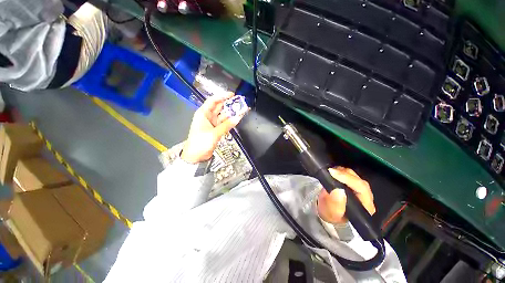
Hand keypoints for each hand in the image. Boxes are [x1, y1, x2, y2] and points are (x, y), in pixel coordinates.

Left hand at [181, 92, 246, 163]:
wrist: (196, 156)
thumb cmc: (201, 142)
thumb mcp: (214, 133)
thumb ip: (226, 126)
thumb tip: (238, 118)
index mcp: (203, 113)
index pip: (213, 101)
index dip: (222, 96)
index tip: (232, 95)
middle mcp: (208, 116)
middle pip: (219, 107)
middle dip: (229, 104)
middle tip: (240, 102)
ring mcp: (213, 123)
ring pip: (223, 115)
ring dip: (232, 113)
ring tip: (242, 110)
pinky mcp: (216, 130)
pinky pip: (225, 123)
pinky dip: (231, 121)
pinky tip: (237, 119)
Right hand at [317, 167, 375, 223]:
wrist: (326, 212)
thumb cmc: (330, 214)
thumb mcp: (331, 213)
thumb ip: (335, 204)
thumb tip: (339, 190)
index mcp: (365, 207)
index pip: (361, 188)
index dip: (348, 179)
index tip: (333, 173)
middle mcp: (366, 197)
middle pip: (358, 180)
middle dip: (344, 174)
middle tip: (330, 171)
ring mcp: (359, 189)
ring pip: (354, 175)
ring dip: (341, 172)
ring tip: (330, 172)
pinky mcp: (352, 183)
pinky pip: (348, 174)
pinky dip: (340, 171)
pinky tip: (333, 173)